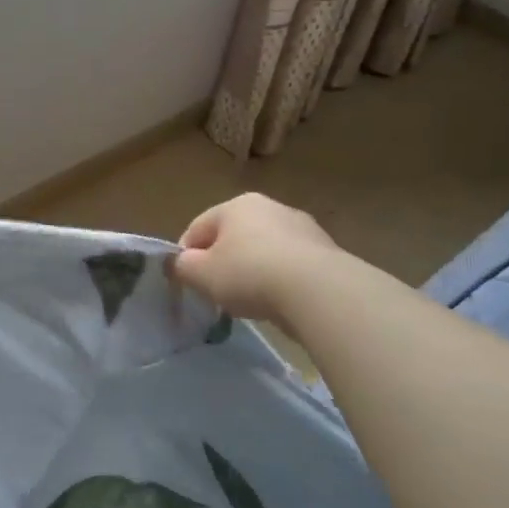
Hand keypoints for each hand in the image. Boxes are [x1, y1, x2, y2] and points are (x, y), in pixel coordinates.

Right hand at [171, 193, 338, 321]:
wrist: (318, 291)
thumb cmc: (249, 274)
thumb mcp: (201, 274)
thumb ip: (183, 266)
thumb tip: (182, 263)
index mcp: (236, 205)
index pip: (198, 228)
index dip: (186, 256)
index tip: (186, 282)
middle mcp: (270, 207)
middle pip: (233, 237)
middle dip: (222, 262)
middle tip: (216, 292)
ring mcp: (302, 227)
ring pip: (264, 250)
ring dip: (253, 270)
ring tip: (250, 301)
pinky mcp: (326, 251)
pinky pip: (290, 265)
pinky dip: (280, 280)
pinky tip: (279, 302)